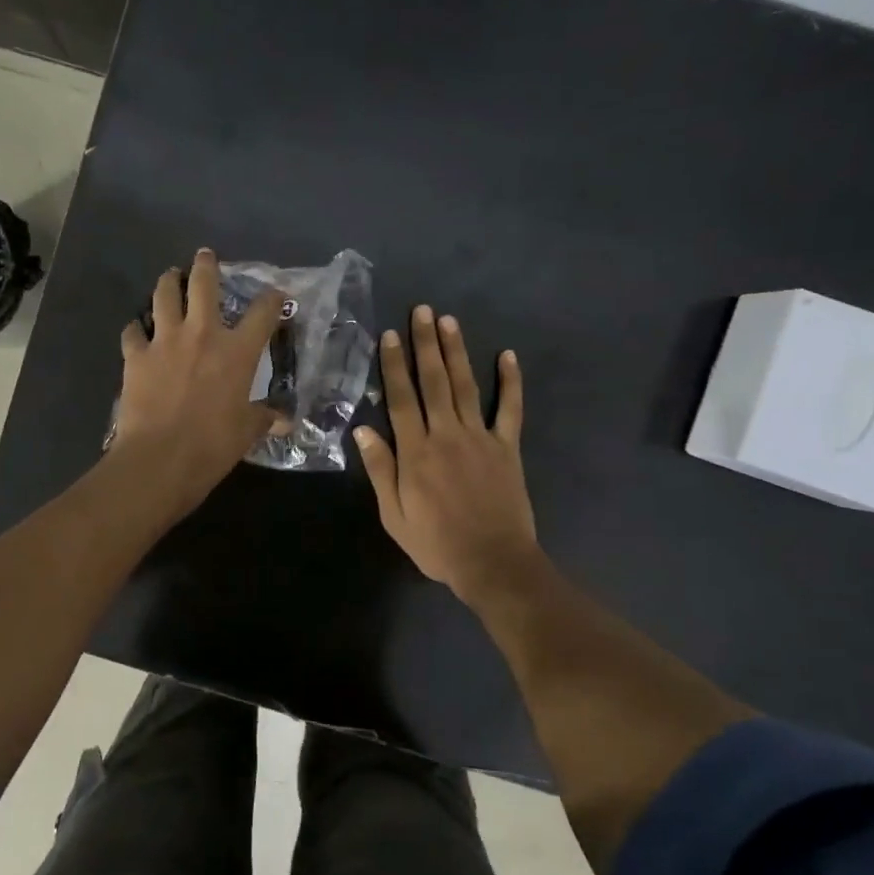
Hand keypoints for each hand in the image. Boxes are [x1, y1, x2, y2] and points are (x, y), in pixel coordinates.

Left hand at [112, 249, 283, 519]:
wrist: (160, 458)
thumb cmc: (212, 445)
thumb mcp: (246, 432)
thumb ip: (264, 419)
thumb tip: (284, 421)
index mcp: (237, 351)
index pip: (263, 312)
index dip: (273, 299)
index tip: (277, 294)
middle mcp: (202, 334)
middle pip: (204, 284)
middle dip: (206, 266)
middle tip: (205, 256)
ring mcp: (165, 341)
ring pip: (164, 295)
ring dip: (167, 282)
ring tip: (169, 276)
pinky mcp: (135, 356)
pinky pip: (132, 331)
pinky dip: (136, 328)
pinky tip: (137, 330)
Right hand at [356, 305, 541, 605]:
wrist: (493, 562)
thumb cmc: (437, 544)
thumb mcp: (394, 515)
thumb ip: (381, 471)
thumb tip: (362, 430)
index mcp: (416, 452)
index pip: (401, 399)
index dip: (395, 365)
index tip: (390, 335)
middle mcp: (446, 435)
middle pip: (433, 382)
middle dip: (426, 344)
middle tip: (422, 311)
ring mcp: (480, 438)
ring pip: (466, 386)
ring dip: (456, 352)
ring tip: (449, 321)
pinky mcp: (507, 448)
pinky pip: (511, 409)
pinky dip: (511, 382)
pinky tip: (508, 356)